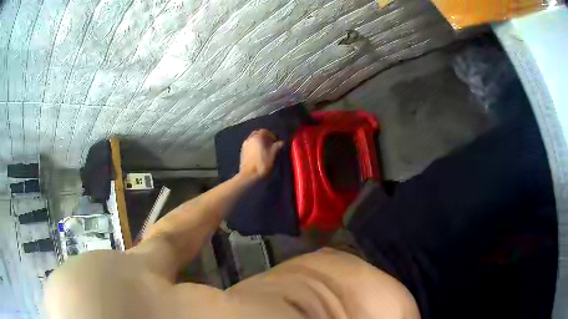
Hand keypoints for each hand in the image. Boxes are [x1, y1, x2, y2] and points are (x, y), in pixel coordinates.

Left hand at [239, 129, 284, 179]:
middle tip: (270, 145)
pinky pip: (250, 146)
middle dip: (264, 138)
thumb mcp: (274, 154)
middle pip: (258, 134)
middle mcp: (249, 138)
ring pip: (253, 140)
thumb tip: (281, 142)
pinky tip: (258, 155)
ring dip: (259, 143)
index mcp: (257, 137)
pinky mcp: (242, 152)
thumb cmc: (263, 163)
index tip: (276, 142)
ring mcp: (244, 145)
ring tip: (264, 150)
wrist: (249, 175)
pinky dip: (254, 148)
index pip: (265, 131)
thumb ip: (278, 146)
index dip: (271, 135)